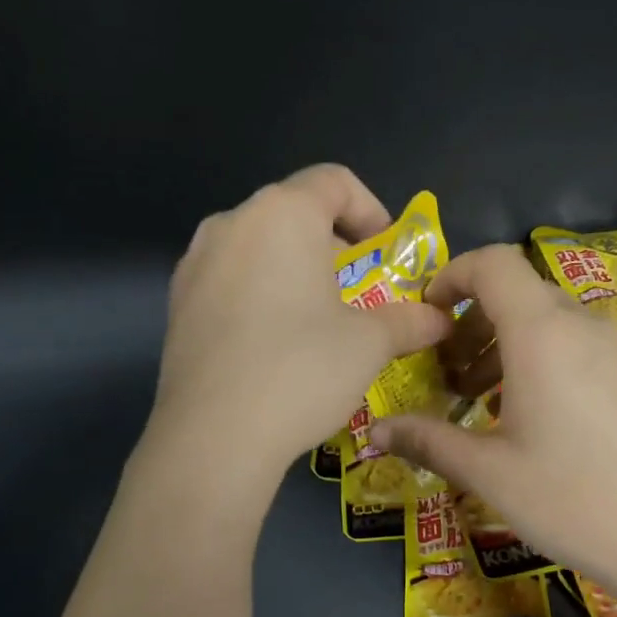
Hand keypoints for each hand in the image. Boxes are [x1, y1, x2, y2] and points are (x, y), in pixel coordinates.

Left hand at [152, 165, 452, 487]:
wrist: (214, 435)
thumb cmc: (302, 370)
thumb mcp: (369, 344)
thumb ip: (409, 321)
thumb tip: (440, 319)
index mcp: (282, 214)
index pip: (334, 181)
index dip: (370, 210)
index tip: (385, 252)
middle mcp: (231, 223)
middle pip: (293, 212)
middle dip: (333, 246)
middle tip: (357, 293)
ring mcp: (195, 263)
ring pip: (257, 248)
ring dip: (293, 271)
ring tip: (314, 320)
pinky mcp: (177, 304)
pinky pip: (228, 282)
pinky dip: (258, 295)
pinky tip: (272, 345)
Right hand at [370, 244, 616, 608]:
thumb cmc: (572, 500)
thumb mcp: (488, 472)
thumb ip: (428, 440)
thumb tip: (373, 432)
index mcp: (542, 333)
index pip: (493, 263)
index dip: (452, 276)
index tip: (428, 319)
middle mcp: (582, 326)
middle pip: (517, 293)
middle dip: (472, 322)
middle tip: (448, 376)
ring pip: (548, 321)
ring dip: (504, 345)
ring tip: (481, 401)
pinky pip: (576, 345)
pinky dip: (540, 360)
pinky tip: (532, 419)